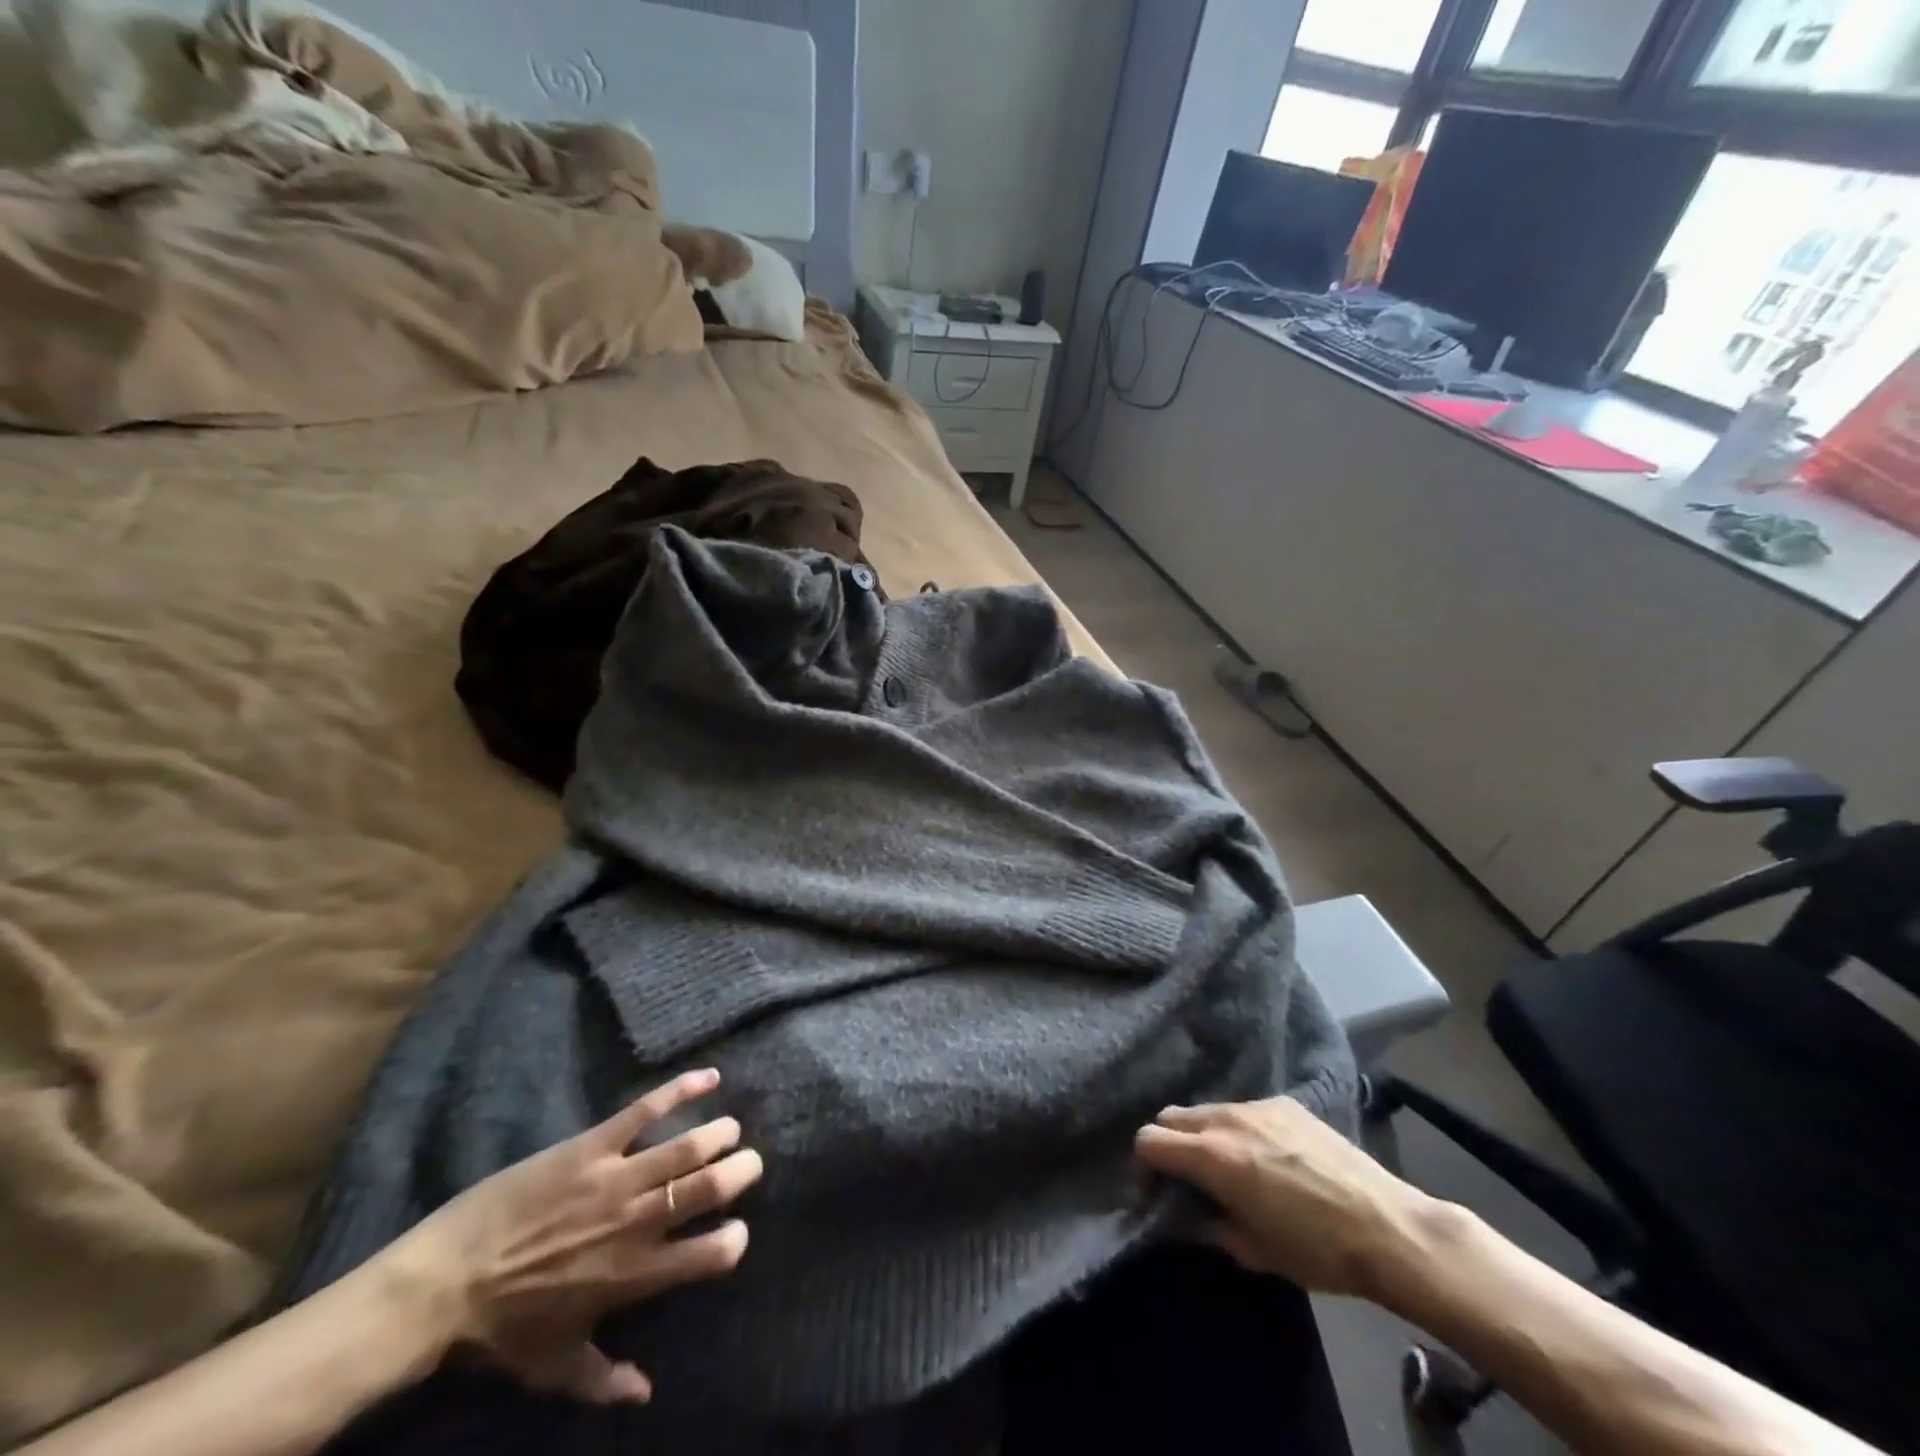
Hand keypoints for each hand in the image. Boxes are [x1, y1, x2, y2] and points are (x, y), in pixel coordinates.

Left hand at [385, 1068, 761, 1404]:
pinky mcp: (593, 1146)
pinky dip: (683, 1089)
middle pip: (710, 1188)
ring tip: (731, 1129)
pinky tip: (710, 1076)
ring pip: (688, 1146)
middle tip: (749, 1164)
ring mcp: (616, 1178)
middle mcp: (637, 1222)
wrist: (441, 1285)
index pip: (709, 1254)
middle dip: (742, 1172)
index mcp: (635, 1275)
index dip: (734, 1240)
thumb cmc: (501, 1331)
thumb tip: (646, 1394)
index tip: (737, 1233)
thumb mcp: (554, 1367)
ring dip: (719, 1133)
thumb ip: (605, 1379)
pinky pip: (646, 1110)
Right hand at [1134, 1097, 1436, 1298]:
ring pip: (1208, 1110)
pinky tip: (1268, 1158)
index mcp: (1212, 1155)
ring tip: (1230, 1168)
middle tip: (1187, 1180)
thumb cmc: (1318, 1250)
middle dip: (1169, 1145)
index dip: (1143, 1167)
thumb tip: (1187, 1217)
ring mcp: (1257, 1105)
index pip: (1149, 1140)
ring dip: (1204, 1135)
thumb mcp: (1255, 1252)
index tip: (1157, 1193)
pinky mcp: (1286, 1102)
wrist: (1389, 1227)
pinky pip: (1245, 1109)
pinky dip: (1239, 1129)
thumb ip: (1210, 1227)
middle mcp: (1226, 1118)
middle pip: (1172, 1116)